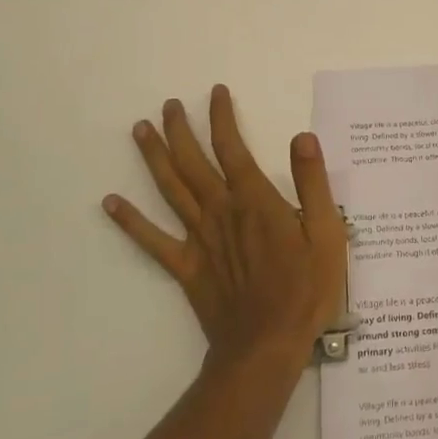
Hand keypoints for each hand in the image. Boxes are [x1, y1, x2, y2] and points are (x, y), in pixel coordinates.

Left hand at [105, 85, 348, 372]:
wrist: (267, 347)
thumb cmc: (305, 288)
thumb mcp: (327, 232)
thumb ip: (313, 182)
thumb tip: (303, 136)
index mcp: (254, 200)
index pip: (233, 147)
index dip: (222, 117)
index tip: (216, 92)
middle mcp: (220, 211)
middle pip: (192, 162)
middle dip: (179, 129)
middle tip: (168, 104)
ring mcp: (198, 239)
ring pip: (170, 190)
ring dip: (153, 158)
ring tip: (139, 130)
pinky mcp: (185, 267)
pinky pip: (152, 241)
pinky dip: (129, 221)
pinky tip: (110, 202)